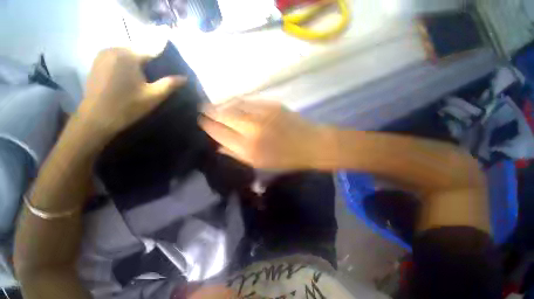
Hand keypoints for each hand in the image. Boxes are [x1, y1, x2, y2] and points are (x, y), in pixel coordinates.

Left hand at [78, 48, 185, 137]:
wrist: (96, 119)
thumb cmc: (127, 107)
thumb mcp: (154, 96)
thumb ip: (170, 84)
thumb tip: (185, 77)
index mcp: (128, 55)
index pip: (153, 52)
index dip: (164, 64)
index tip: (169, 76)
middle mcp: (113, 49)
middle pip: (140, 53)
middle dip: (150, 65)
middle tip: (157, 81)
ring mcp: (102, 55)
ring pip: (129, 56)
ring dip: (138, 66)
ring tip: (144, 82)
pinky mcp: (96, 63)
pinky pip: (118, 60)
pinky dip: (126, 67)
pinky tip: (129, 81)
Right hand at [200, 99, 321, 169]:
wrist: (309, 144)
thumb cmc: (285, 159)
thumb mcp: (259, 164)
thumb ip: (236, 154)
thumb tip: (219, 145)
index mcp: (248, 148)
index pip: (219, 133)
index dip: (208, 126)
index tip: (200, 121)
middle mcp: (251, 129)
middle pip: (223, 117)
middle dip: (210, 112)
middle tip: (201, 109)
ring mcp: (261, 114)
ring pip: (234, 106)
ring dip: (222, 105)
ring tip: (215, 105)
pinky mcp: (271, 105)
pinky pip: (248, 101)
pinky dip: (238, 102)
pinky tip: (233, 103)